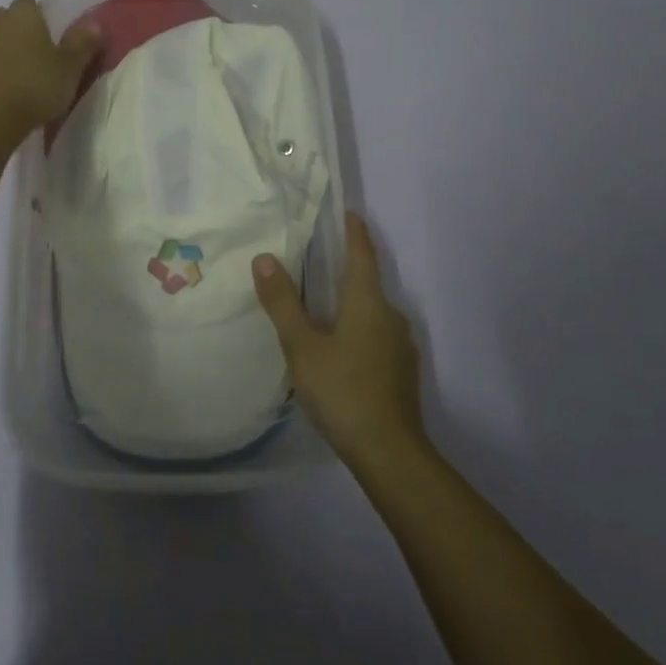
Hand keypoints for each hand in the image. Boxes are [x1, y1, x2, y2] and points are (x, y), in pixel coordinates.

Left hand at [0, 0, 101, 136]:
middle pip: (7, 15)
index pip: (29, 0)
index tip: (52, 31)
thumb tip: (94, 23)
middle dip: (19, 26)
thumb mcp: (70, 66)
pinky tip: (9, 81)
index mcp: (23, 13)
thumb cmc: (37, 84)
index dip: (39, 13)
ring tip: (24, 67)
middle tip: (39, 49)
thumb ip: (82, 43)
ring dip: (5, 45)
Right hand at [253, 212, 424, 469]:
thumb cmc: (342, 390)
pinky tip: (338, 348)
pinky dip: (356, 330)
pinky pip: (376, 336)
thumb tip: (264, 258)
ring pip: (372, 312)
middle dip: (345, 269)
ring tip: (319, 306)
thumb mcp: (302, 346)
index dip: (354, 230)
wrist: (389, 453)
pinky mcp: (401, 372)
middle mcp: (390, 316)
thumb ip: (283, 302)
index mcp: (368, 302)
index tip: (345, 212)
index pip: (362, 253)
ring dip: (349, 303)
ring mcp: (400, 346)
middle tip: (314, 261)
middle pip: (367, 282)